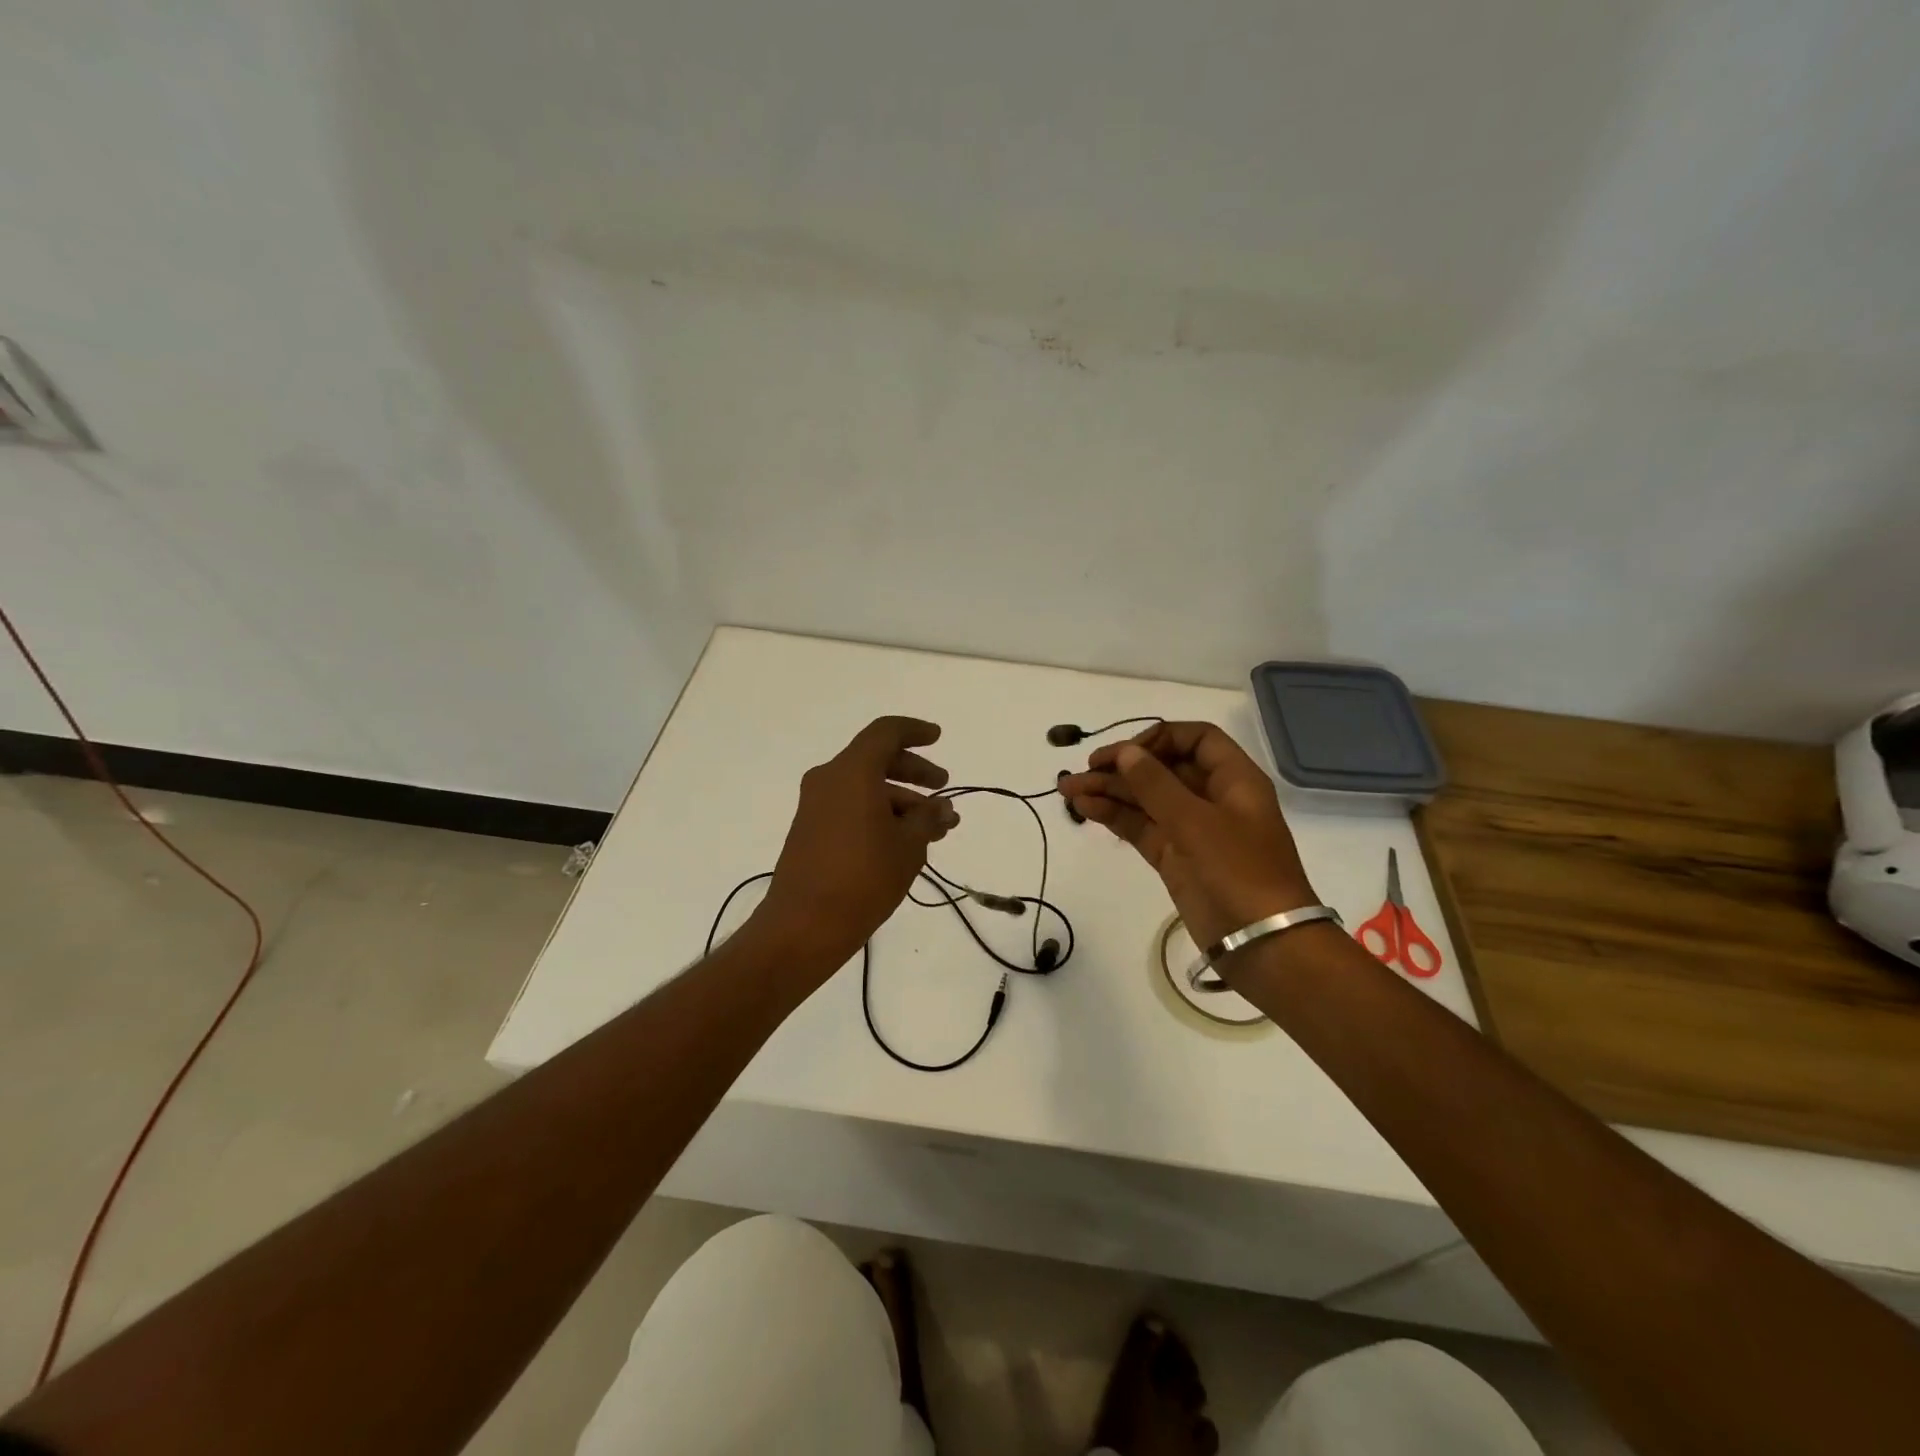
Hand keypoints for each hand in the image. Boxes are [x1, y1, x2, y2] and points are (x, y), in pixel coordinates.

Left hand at [754, 716, 959, 968]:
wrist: (804, 925)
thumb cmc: (863, 878)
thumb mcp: (909, 846)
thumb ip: (928, 819)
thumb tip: (941, 808)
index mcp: (852, 772)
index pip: (885, 733)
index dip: (915, 731)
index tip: (937, 738)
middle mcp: (829, 780)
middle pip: (876, 760)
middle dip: (915, 773)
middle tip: (943, 789)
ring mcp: (816, 806)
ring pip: (866, 788)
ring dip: (902, 801)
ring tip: (935, 830)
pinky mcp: (811, 830)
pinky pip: (852, 807)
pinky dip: (880, 814)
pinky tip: (906, 843)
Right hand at [1057, 721, 1315, 949]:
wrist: (1263, 944)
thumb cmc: (1239, 872)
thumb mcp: (1196, 822)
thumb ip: (1156, 784)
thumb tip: (1125, 752)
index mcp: (1234, 780)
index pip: (1197, 739)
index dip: (1160, 738)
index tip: (1126, 752)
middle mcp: (1213, 799)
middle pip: (1164, 768)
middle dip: (1123, 767)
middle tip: (1082, 770)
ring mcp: (1193, 830)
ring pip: (1147, 799)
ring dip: (1110, 791)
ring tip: (1068, 790)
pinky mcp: (1176, 858)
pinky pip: (1142, 828)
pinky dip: (1116, 817)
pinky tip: (1085, 809)